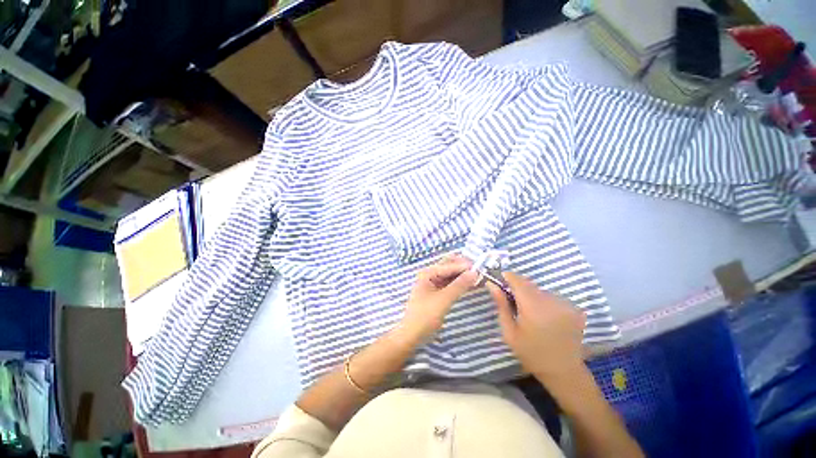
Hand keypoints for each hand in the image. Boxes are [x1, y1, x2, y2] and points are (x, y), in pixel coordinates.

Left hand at [399, 254, 477, 343]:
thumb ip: (459, 285)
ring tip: (480, 276)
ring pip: (451, 275)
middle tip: (481, 270)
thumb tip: (475, 272)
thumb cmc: (425, 316)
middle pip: (450, 266)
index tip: (482, 267)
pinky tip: (471, 284)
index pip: (450, 265)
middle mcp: (430, 274)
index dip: (465, 266)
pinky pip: (451, 283)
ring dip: (463, 275)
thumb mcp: (443, 300)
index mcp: (428, 272)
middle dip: (464, 267)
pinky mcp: (438, 292)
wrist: (412, 335)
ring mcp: (433, 283)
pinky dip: (460, 283)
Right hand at [487, 272, 585, 384]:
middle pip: (529, 283)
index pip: (517, 280)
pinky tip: (545, 317)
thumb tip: (491, 284)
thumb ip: (501, 305)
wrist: (563, 371)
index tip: (499, 281)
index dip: (507, 277)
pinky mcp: (574, 308)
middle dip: (518, 288)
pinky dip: (545, 301)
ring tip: (530, 313)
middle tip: (513, 303)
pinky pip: (552, 296)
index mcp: (533, 307)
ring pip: (540, 290)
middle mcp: (551, 301)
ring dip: (532, 295)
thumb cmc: (531, 353)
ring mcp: (565, 304)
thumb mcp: (509, 331)